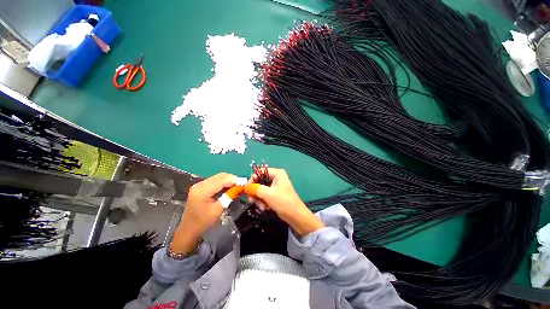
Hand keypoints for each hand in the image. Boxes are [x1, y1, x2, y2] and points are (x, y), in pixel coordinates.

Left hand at [171, 173, 237, 253]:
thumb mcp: (218, 210)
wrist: (189, 230)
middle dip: (232, 179)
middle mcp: (200, 184)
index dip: (234, 180)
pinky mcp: (200, 187)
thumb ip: (229, 196)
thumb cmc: (203, 222)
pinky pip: (215, 181)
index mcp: (202, 190)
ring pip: (218, 177)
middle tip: (242, 185)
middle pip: (220, 176)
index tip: (244, 183)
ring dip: (228, 180)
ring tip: (237, 186)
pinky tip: (229, 187)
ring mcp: (199, 185)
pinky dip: (224, 182)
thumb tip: (240, 187)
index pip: (222, 180)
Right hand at [245, 168, 323, 236]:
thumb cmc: (284, 202)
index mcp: (277, 173)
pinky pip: (264, 196)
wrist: (295, 216)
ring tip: (262, 206)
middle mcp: (276, 178)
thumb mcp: (268, 194)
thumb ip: (255, 189)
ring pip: (260, 190)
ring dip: (258, 199)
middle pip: (259, 181)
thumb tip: (245, 186)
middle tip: (251, 200)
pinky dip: (262, 202)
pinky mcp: (274, 195)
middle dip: (255, 192)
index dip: (253, 178)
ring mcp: (275, 187)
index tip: (247, 188)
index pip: (260, 171)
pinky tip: (265, 208)